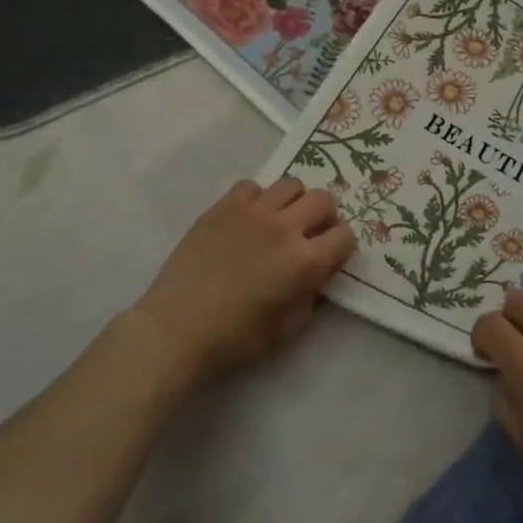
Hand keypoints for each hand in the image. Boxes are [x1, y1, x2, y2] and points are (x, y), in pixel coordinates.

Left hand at [133, 178, 354, 386]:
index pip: (345, 235)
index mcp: (304, 263)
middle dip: (323, 217)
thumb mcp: (287, 329)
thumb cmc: (234, 338)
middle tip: (309, 233)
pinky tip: (247, 219)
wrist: (177, 328)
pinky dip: (257, 199)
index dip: (341, 246)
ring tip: (279, 221)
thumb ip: (310, 297)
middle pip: (323, 200)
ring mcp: (253, 212)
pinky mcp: (224, 206)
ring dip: (292, 202)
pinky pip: (252, 186)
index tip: (330, 256)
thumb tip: (314, 278)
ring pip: (291, 184)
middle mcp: (284, 229)